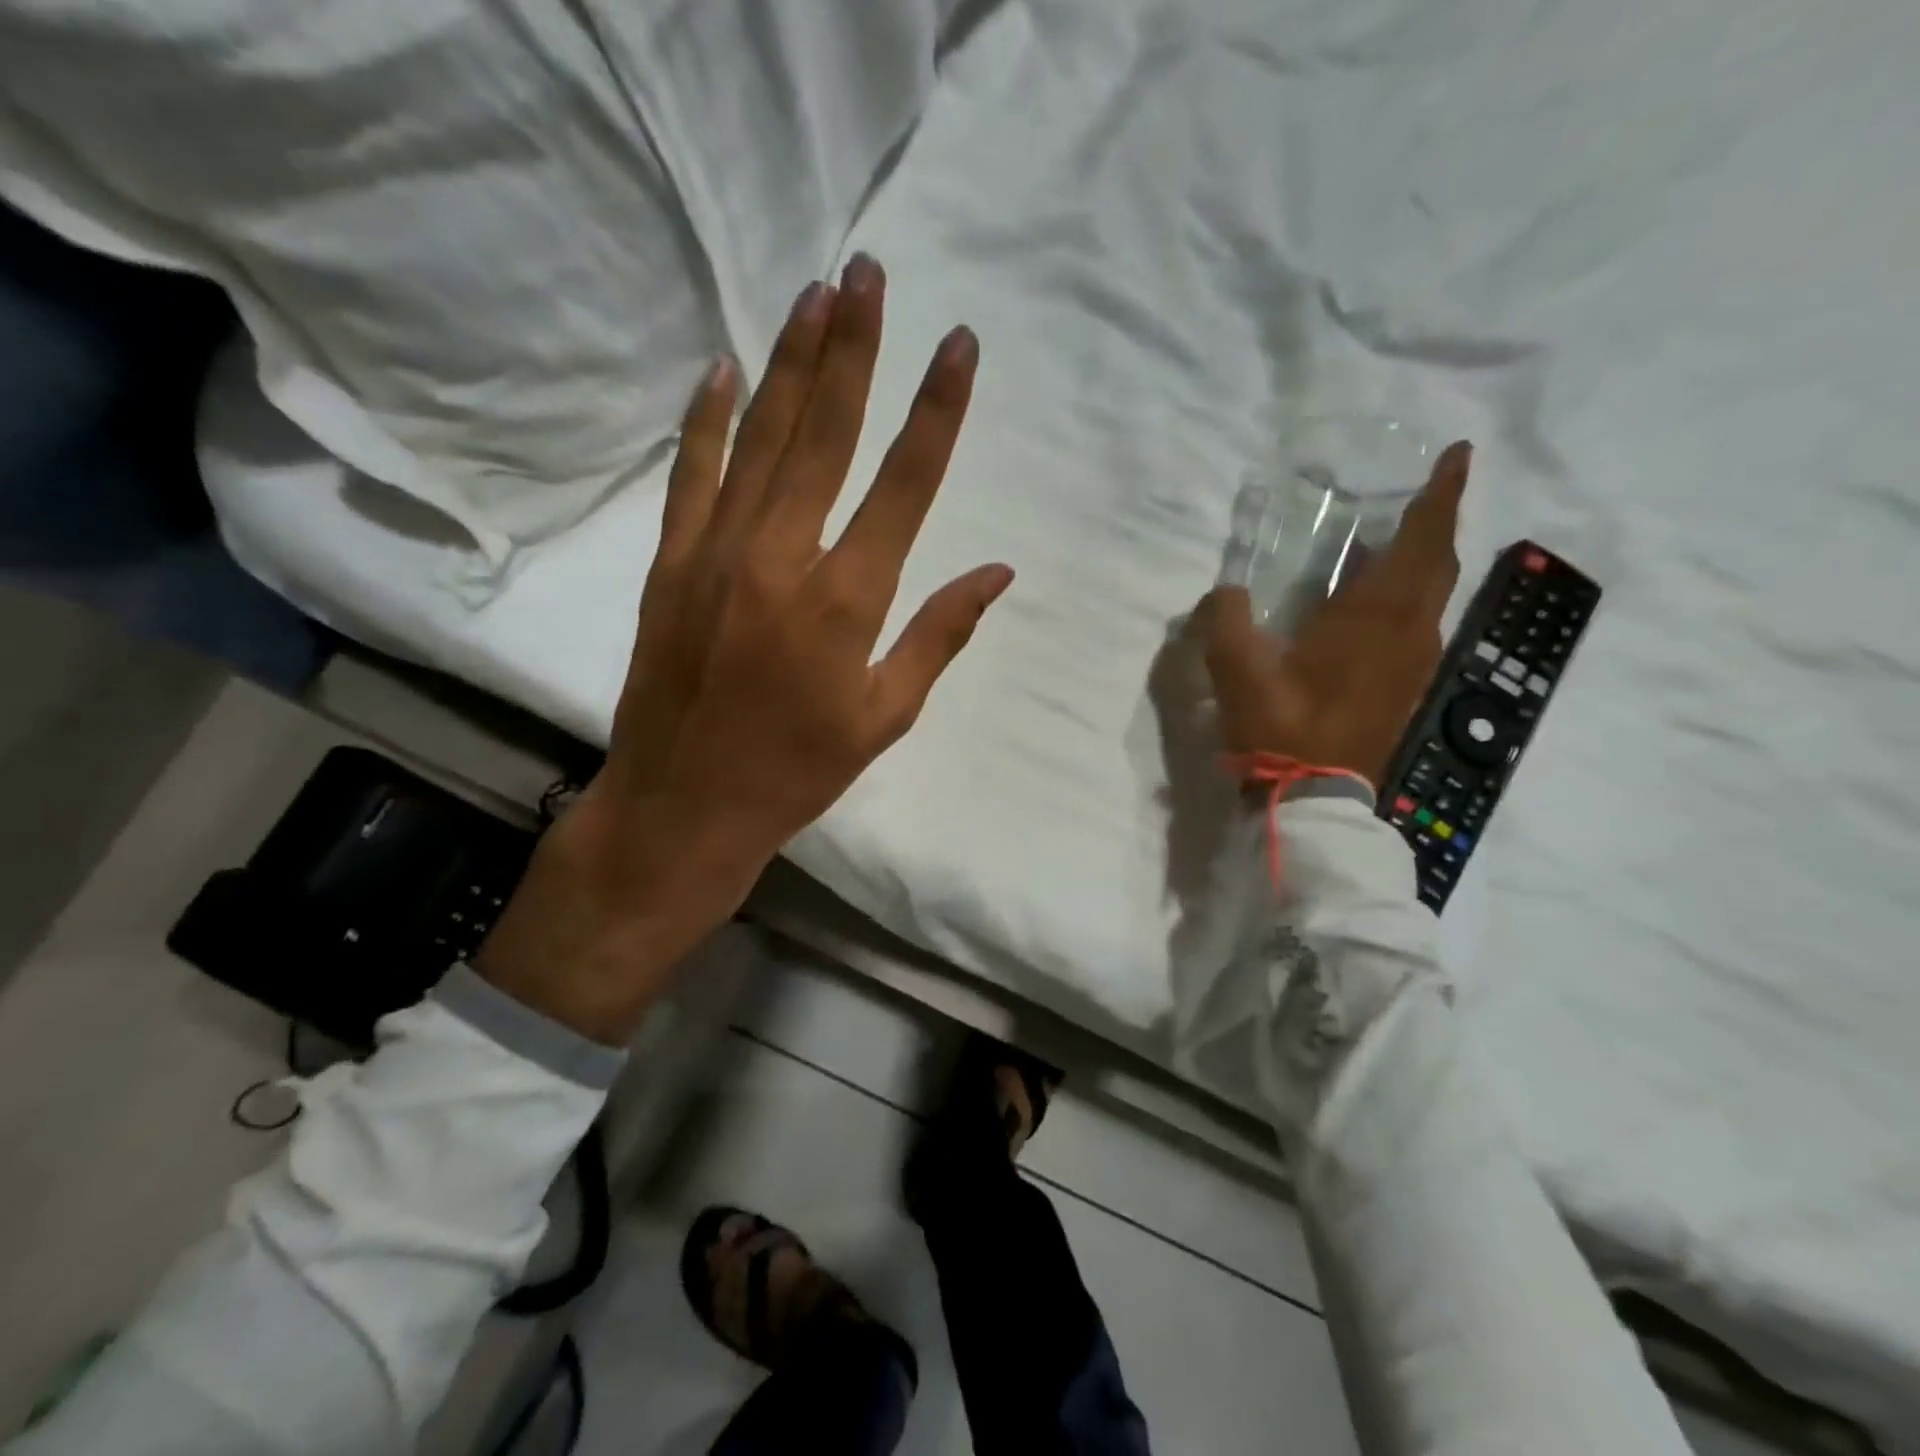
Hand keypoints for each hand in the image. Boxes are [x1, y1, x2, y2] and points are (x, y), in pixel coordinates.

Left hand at [477, 256, 1012, 1043]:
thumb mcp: (885, 717)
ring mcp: (718, 553)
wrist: (683, 805)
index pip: (906, 484)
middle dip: (855, 348)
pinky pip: (691, 474)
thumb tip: (999, 572)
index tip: (959, 344)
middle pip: (828, 434)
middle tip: (868, 271)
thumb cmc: (797, 771)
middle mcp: (784, 559)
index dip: (937, 410)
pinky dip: (707, 417)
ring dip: (791, 362)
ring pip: (761, 438)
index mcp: (848, 601)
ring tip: (814, 293)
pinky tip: (723, 366)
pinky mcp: (671, 563)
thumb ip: (940, 635)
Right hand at [1194, 442, 1471, 787]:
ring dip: (1422, 561)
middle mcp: (1408, 633)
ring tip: (1392, 544)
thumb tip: (1227, 593)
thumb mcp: (1238, 670)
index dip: (1441, 494)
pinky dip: (1409, 597)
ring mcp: (1413, 664)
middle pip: (1437, 564)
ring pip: (1433, 596)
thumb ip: (1225, 620)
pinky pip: (1419, 624)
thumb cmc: (1282, 727)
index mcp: (1374, 617)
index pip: (1421, 541)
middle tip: (1423, 494)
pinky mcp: (1405, 688)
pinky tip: (1375, 606)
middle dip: (1436, 522)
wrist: (1313, 797)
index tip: (1458, 454)